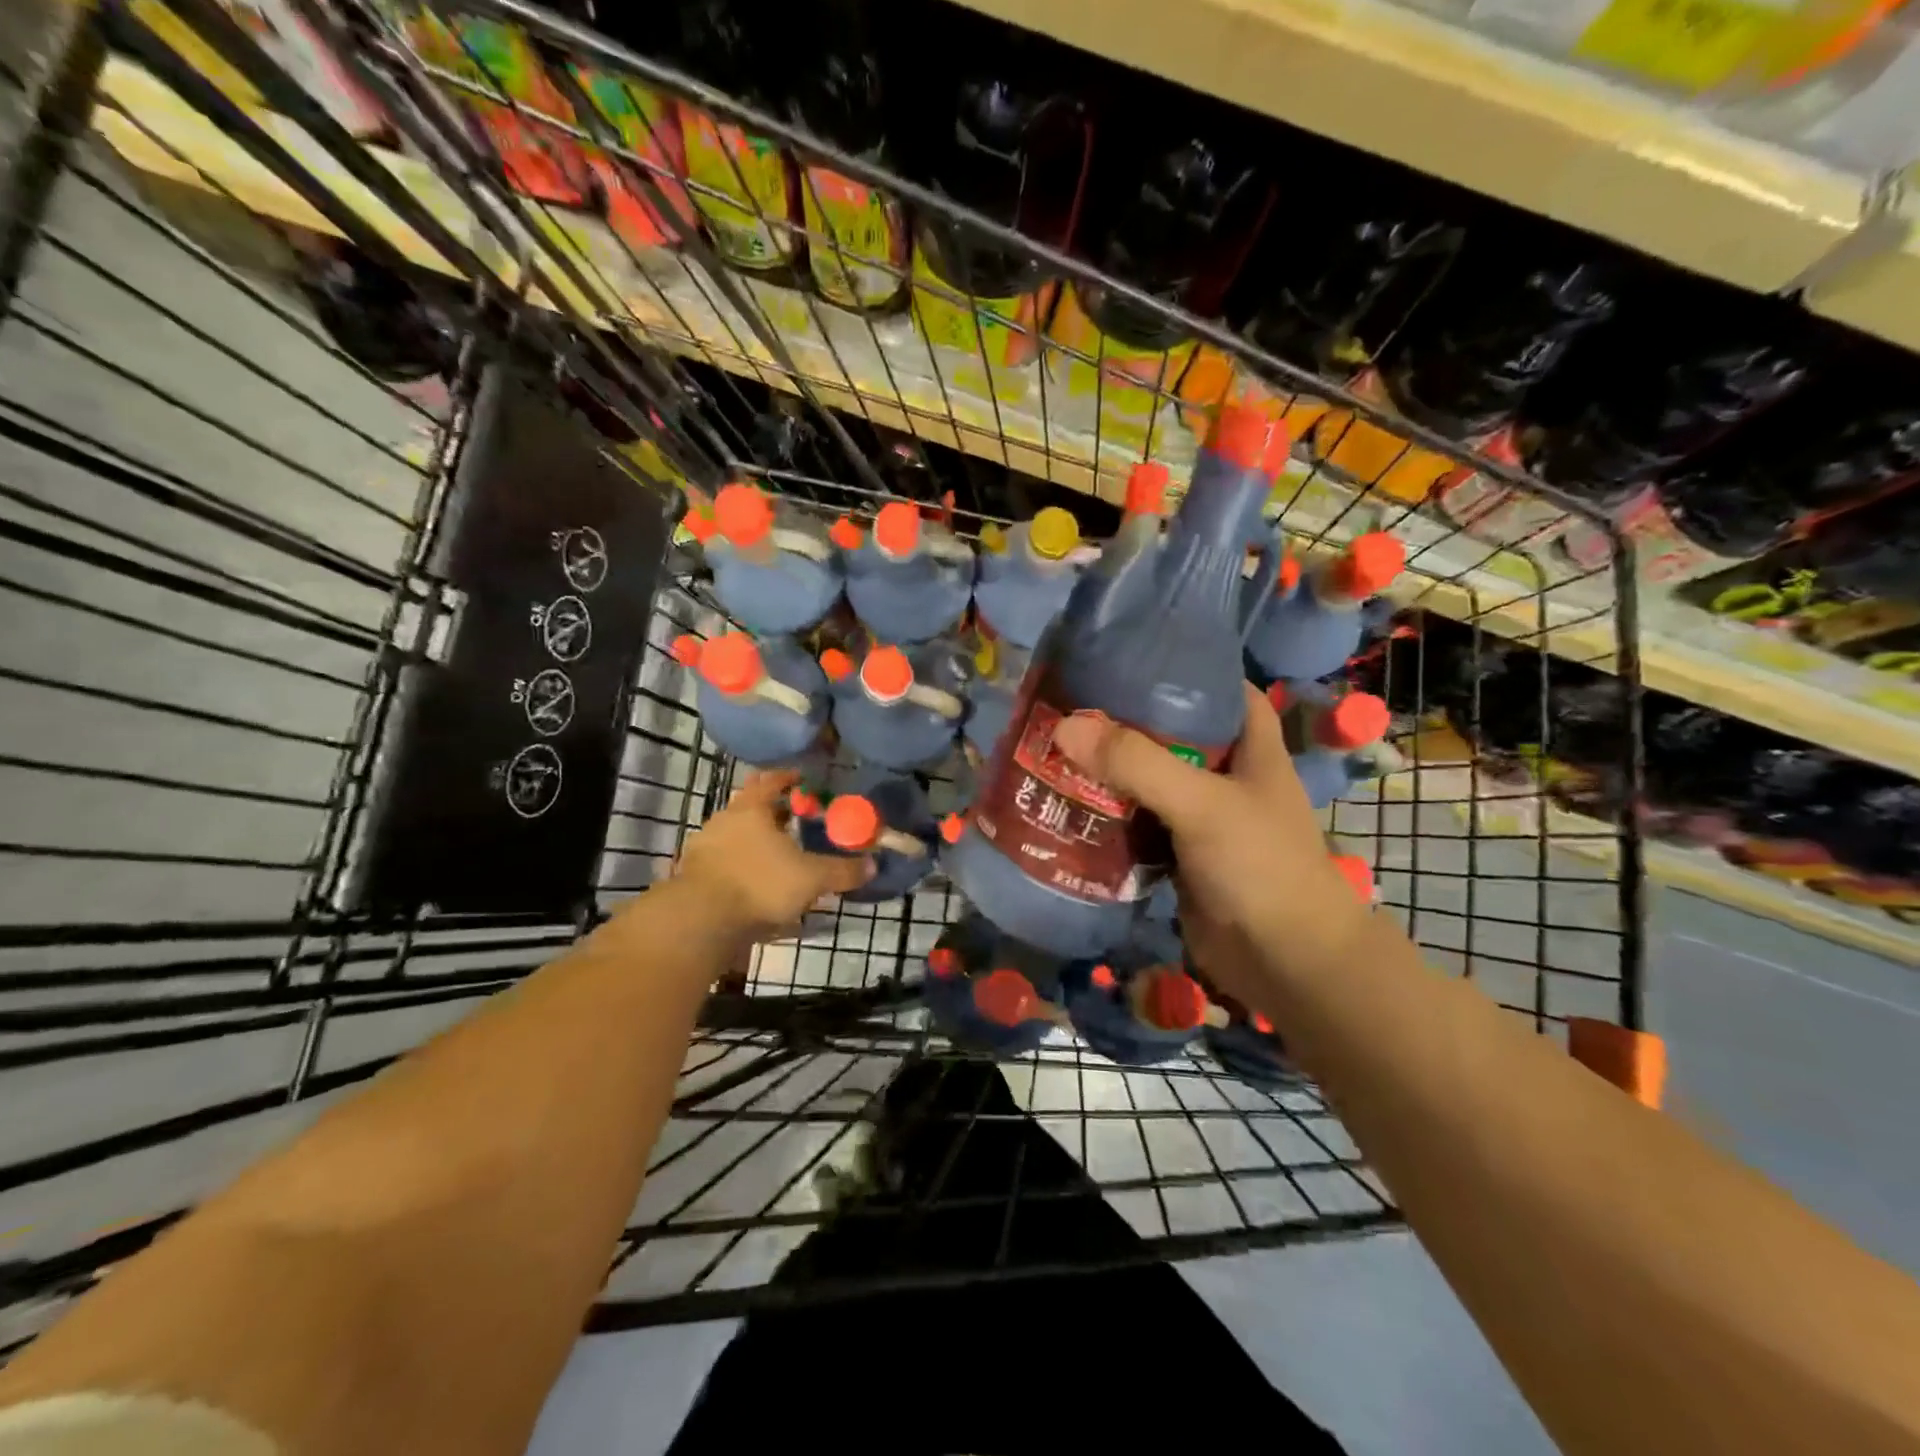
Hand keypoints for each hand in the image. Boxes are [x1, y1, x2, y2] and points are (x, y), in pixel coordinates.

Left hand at [673, 769, 873, 939]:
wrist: (700, 920)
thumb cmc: (760, 884)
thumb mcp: (811, 878)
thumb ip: (842, 871)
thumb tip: (873, 865)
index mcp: (752, 809)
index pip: (771, 781)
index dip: (788, 778)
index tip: (802, 780)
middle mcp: (725, 820)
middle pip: (751, 807)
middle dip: (772, 811)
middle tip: (794, 819)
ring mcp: (705, 848)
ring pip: (736, 836)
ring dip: (756, 842)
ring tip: (777, 856)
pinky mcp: (694, 875)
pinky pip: (724, 862)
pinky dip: (741, 867)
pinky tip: (755, 885)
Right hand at [1051, 685, 1369, 1008]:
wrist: (1285, 963)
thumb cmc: (1261, 867)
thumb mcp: (1203, 804)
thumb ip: (1138, 764)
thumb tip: (1066, 726)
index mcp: (1250, 746)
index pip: (1220, 687)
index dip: (1183, 667)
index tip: (1129, 656)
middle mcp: (1226, 774)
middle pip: (1172, 733)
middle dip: (1127, 721)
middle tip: (1072, 702)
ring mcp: (1201, 816)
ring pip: (1149, 779)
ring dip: (1110, 769)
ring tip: (1056, 744)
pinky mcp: (1178, 853)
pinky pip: (1137, 822)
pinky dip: (1108, 813)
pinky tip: (1067, 801)